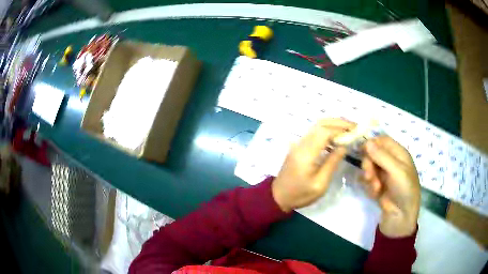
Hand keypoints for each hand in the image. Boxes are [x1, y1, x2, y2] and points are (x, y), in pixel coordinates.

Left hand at [271, 119, 354, 212]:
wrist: (278, 196)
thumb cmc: (300, 194)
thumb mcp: (320, 184)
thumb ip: (332, 163)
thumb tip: (344, 146)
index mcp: (306, 153)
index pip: (325, 132)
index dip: (340, 129)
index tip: (354, 132)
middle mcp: (301, 144)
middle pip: (321, 124)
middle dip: (339, 123)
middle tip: (354, 127)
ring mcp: (298, 144)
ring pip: (317, 126)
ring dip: (333, 124)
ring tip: (348, 129)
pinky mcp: (298, 146)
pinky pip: (314, 132)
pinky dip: (327, 130)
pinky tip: (336, 136)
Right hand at [361, 136, 420, 237]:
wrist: (401, 215)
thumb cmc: (404, 189)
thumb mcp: (396, 171)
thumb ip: (382, 156)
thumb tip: (367, 142)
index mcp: (398, 153)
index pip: (382, 140)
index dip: (372, 143)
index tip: (362, 151)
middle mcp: (390, 161)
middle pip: (372, 153)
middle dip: (369, 164)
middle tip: (369, 176)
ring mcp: (383, 173)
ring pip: (368, 166)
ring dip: (369, 177)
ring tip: (375, 188)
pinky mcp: (377, 184)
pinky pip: (367, 179)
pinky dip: (369, 186)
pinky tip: (375, 193)